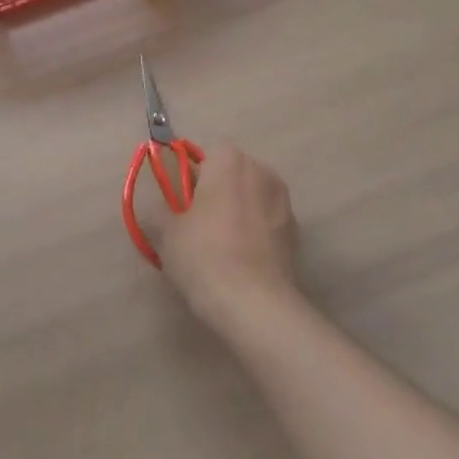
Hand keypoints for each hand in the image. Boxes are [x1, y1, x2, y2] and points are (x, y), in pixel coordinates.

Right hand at [160, 147, 302, 331]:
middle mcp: (262, 172)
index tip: (182, 203)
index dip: (193, 177)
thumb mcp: (166, 231)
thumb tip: (163, 206)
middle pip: (234, 174)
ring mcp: (285, 202)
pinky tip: (242, 261)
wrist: (253, 303)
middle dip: (218, 191)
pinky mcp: (296, 233)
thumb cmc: (203, 254)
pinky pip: (268, 222)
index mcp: (230, 161)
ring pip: (253, 198)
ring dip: (239, 211)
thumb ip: (162, 208)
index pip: (208, 155)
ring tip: (221, 246)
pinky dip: (256, 233)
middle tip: (197, 223)